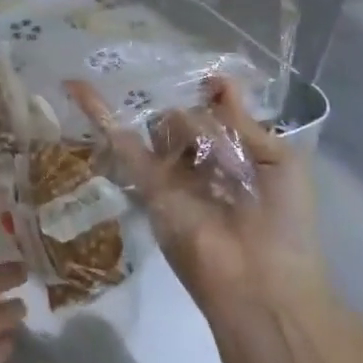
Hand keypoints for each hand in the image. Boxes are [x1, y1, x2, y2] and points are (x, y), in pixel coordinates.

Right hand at [67, 76, 327, 324]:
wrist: (263, 283)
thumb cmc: (284, 222)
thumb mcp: (280, 162)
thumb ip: (245, 122)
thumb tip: (217, 80)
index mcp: (236, 155)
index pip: (214, 111)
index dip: (210, 93)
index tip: (206, 80)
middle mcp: (200, 161)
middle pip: (185, 116)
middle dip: (194, 115)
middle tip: (210, 139)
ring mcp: (171, 172)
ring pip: (160, 126)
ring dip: (173, 122)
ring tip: (197, 153)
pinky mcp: (148, 184)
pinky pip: (123, 144)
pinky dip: (99, 113)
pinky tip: (78, 85)